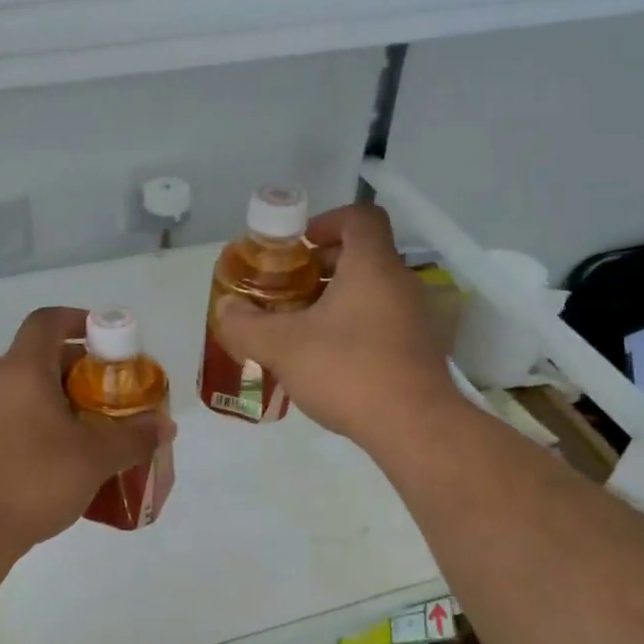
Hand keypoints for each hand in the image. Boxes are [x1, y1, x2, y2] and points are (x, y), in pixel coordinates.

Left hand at [0, 306, 169, 550]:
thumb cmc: (34, 479)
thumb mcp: (95, 457)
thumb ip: (134, 437)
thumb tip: (165, 425)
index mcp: (23, 369)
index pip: (48, 320)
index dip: (78, 319)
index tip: (105, 337)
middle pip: (40, 356)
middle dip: (80, 368)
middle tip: (111, 390)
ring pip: (27, 388)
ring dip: (61, 398)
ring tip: (94, 424)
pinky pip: (14, 415)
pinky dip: (41, 421)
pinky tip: (65, 454)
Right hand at [213, 203, 457, 450]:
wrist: (414, 427)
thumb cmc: (348, 371)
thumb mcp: (282, 346)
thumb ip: (246, 324)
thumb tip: (226, 308)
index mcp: (372, 266)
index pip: (360, 217)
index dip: (327, 221)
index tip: (298, 246)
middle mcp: (399, 283)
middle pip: (362, 255)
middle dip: (320, 267)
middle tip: (287, 290)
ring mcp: (414, 318)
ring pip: (370, 292)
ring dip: (334, 300)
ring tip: (299, 328)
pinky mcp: (417, 350)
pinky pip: (380, 322)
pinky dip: (352, 327)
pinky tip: (325, 360)